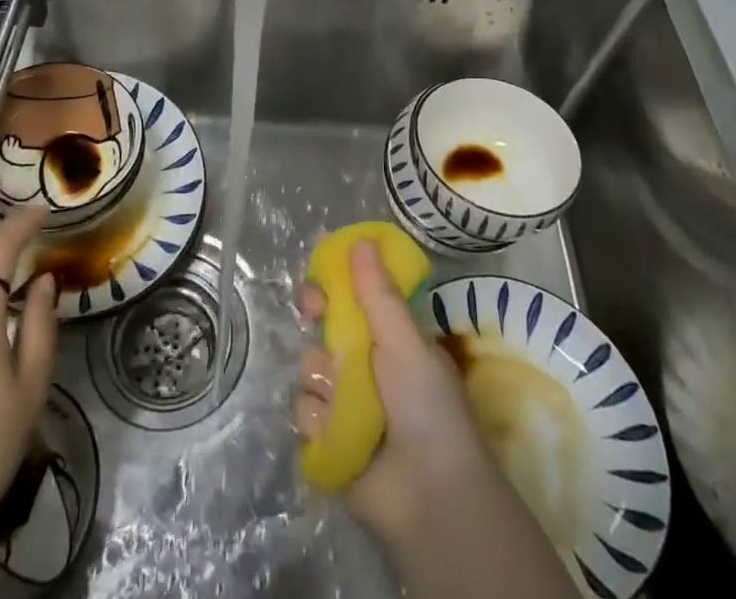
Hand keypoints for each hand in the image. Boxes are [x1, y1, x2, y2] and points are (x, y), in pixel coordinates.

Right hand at [294, 240, 498, 545]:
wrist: (430, 497)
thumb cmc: (426, 405)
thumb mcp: (406, 340)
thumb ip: (378, 292)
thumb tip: (362, 239)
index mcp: (390, 336)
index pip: (354, 294)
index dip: (334, 277)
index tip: (318, 261)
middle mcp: (366, 363)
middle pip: (324, 323)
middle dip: (316, 312)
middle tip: (314, 311)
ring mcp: (345, 401)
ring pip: (311, 365)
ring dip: (322, 375)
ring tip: (344, 396)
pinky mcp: (328, 437)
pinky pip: (305, 409)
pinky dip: (319, 417)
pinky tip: (338, 430)